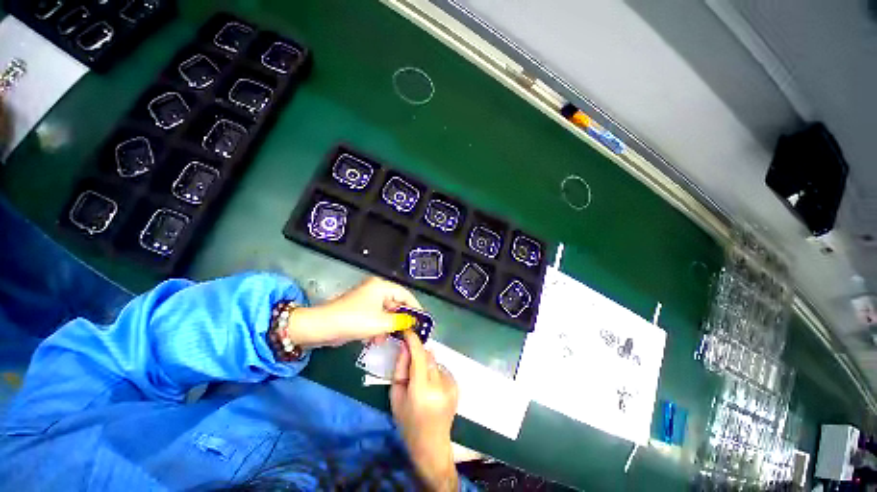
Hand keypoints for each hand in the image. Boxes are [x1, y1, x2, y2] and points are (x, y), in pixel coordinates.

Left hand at [285, 276, 420, 347]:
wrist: (320, 327)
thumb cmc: (353, 321)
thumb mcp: (380, 323)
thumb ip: (400, 321)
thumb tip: (413, 322)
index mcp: (381, 286)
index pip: (405, 294)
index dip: (415, 307)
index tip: (422, 321)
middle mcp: (376, 289)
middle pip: (396, 303)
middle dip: (401, 319)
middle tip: (408, 333)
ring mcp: (367, 299)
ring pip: (386, 311)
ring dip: (389, 325)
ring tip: (389, 338)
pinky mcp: (360, 309)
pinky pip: (376, 316)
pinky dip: (378, 327)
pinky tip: (376, 339)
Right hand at [391, 330, 459, 490]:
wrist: (431, 445)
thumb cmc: (408, 423)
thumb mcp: (396, 396)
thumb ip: (400, 369)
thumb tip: (406, 347)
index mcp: (422, 390)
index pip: (419, 357)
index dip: (413, 341)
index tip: (408, 331)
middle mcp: (440, 385)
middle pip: (428, 356)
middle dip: (418, 354)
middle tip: (409, 365)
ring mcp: (451, 385)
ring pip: (435, 361)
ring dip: (426, 364)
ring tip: (421, 382)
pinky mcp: (456, 386)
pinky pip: (442, 369)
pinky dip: (434, 371)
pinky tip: (431, 387)